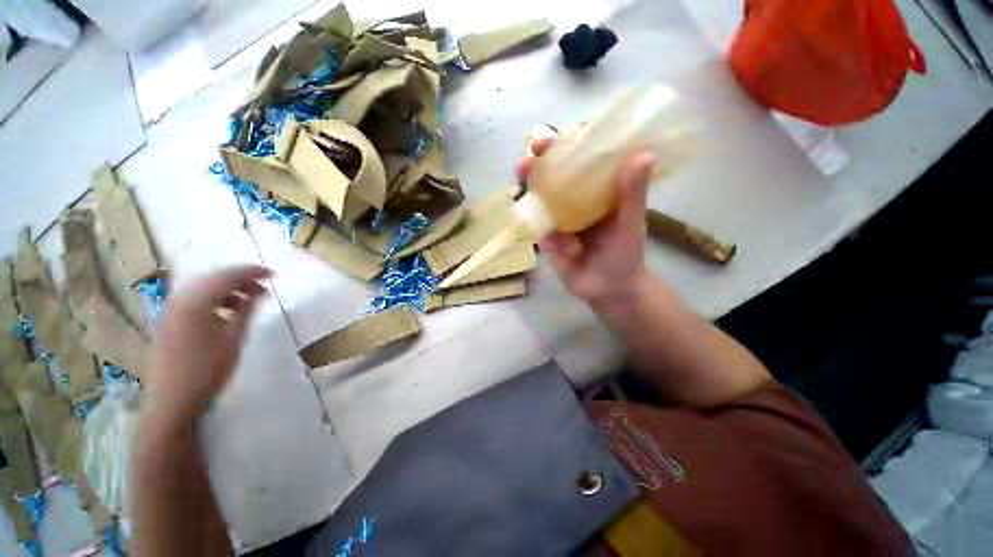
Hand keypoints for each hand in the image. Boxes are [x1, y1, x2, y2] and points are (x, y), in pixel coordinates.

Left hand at [149, 265, 271, 422]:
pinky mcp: (170, 321)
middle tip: (264, 287)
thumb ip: (246, 311)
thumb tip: (259, 293)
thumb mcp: (234, 338)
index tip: (273, 275)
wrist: (174, 399)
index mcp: (196, 302)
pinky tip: (228, 311)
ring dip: (229, 289)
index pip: (228, 276)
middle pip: (213, 278)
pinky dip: (215, 299)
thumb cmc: (208, 369)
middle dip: (241, 279)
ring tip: (249, 300)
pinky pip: (195, 299)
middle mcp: (180, 300)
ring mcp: (172, 310)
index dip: (253, 272)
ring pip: (204, 288)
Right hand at [516, 137, 655, 304]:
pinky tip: (522, 205)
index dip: (568, 146)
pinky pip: (537, 223)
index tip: (555, 137)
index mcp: (599, 192)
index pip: (583, 162)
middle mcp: (578, 202)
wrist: (608, 290)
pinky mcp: (548, 238)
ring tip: (521, 174)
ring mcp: (561, 220)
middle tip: (527, 157)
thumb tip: (643, 154)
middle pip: (556, 177)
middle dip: (540, 165)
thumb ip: (632, 195)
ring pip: (542, 197)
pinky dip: (529, 213)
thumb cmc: (625, 256)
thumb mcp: (629, 224)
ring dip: (530, 185)